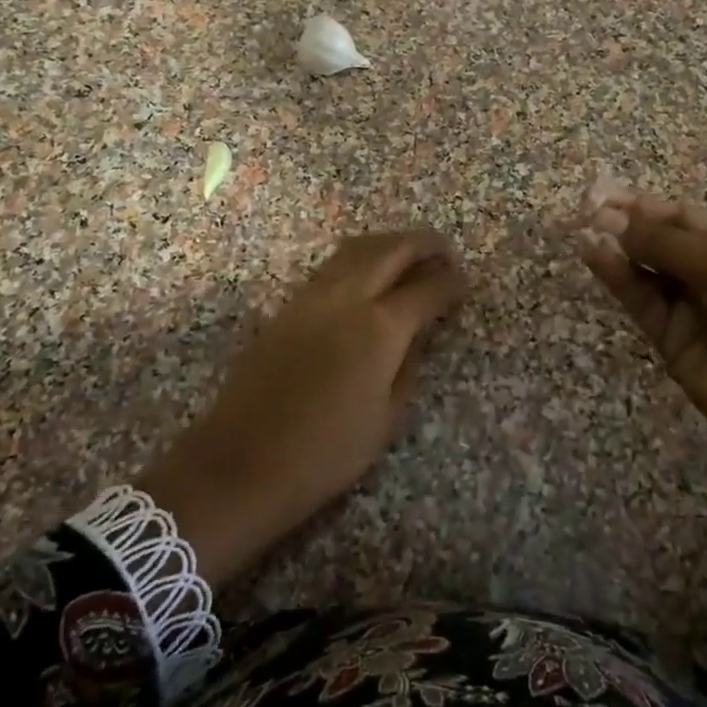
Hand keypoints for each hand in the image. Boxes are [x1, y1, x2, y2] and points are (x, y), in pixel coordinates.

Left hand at [139, 230, 466, 583]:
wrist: (241, 463)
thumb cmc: (325, 453)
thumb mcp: (386, 418)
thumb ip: (409, 366)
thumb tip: (419, 334)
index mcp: (380, 328)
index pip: (426, 289)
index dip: (451, 282)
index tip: (465, 281)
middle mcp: (347, 298)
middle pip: (391, 250)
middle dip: (423, 244)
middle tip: (444, 251)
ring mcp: (311, 297)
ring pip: (356, 249)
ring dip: (388, 244)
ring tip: (408, 255)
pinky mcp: (286, 306)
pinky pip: (332, 266)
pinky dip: (358, 259)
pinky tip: (367, 276)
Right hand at [581, 191, 706, 538]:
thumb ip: (666, 243)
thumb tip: (609, 219)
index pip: (685, 216)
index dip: (646, 205)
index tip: (606, 195)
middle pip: (661, 241)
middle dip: (626, 225)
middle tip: (586, 211)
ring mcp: (691, 306)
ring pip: (646, 270)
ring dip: (617, 249)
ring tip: (584, 231)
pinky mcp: (670, 338)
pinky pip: (641, 300)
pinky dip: (618, 278)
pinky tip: (595, 257)